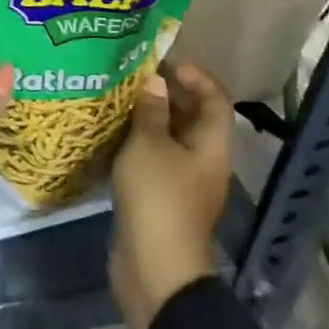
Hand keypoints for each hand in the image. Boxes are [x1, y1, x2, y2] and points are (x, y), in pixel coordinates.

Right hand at [109, 60, 233, 328]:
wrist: (155, 268)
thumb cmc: (158, 196)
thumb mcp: (149, 144)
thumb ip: (151, 110)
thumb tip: (155, 82)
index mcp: (211, 145)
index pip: (215, 99)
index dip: (195, 76)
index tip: (163, 60)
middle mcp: (204, 161)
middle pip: (194, 117)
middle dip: (168, 92)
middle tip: (134, 73)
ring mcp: (184, 182)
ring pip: (172, 138)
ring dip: (150, 116)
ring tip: (120, 96)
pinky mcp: (163, 198)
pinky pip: (156, 158)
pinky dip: (140, 142)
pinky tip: (114, 132)